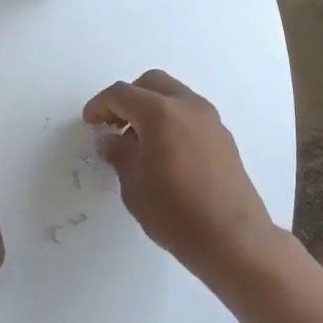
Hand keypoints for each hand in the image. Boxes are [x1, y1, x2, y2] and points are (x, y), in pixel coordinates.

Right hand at [82, 70, 279, 281]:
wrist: (232, 239)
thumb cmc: (175, 213)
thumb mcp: (134, 184)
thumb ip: (119, 154)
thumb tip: (110, 140)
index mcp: (161, 113)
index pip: (121, 94)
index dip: (100, 106)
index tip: (90, 123)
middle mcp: (188, 106)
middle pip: (150, 83)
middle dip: (128, 98)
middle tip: (113, 125)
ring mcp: (210, 119)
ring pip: (173, 95)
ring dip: (151, 107)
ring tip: (138, 141)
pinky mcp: (223, 136)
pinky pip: (189, 113)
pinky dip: (171, 119)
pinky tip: (164, 151)